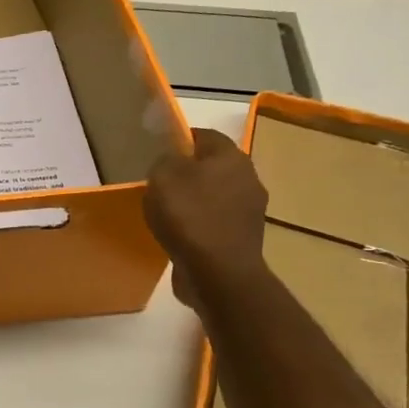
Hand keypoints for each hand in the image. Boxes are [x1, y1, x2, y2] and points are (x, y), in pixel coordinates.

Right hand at [144, 128, 268, 317]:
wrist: (218, 272)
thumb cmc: (189, 216)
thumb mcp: (163, 177)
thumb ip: (166, 160)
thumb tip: (173, 161)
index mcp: (231, 157)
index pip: (205, 135)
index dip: (180, 138)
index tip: (158, 151)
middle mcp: (248, 178)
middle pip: (213, 166)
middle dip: (188, 171)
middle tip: (159, 182)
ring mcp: (250, 210)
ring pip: (216, 194)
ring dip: (195, 199)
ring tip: (166, 211)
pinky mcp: (244, 237)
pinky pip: (216, 220)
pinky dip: (199, 223)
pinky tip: (180, 234)